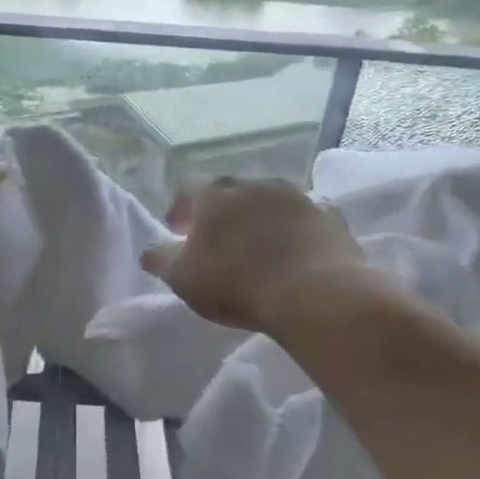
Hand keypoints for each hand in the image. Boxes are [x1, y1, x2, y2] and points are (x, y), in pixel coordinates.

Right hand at [141, 177, 367, 335]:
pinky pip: (304, 217)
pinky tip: (295, 251)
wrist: (314, 293)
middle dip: (221, 212)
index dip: (180, 209)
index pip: (187, 190)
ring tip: (257, 245)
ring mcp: (296, 197)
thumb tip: (149, 251)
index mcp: (214, 196)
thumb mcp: (183, 278)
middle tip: (217, 239)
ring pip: (268, 200)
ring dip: (259, 217)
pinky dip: (295, 229)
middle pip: (229, 192)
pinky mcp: (329, 216)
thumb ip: (161, 260)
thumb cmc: (236, 284)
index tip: (177, 231)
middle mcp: (253, 185)